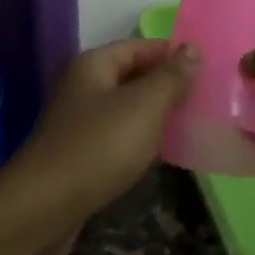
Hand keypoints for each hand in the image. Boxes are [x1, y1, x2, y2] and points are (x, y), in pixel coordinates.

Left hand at [0, 40, 199, 254]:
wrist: (44, 207)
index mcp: (94, 65)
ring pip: (127, 109)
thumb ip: (170, 77)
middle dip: (168, 85)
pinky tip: (163, 154)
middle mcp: (84, 87)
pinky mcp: (81, 155)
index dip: (173, 54)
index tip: (211, 67)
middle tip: (210, 97)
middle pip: (133, 76)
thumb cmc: (98, 147)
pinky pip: (119, 137)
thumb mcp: (143, 106)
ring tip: (195, 124)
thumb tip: (191, 50)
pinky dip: (142, 141)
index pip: (140, 46)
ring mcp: (80, 122)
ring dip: (157, 115)